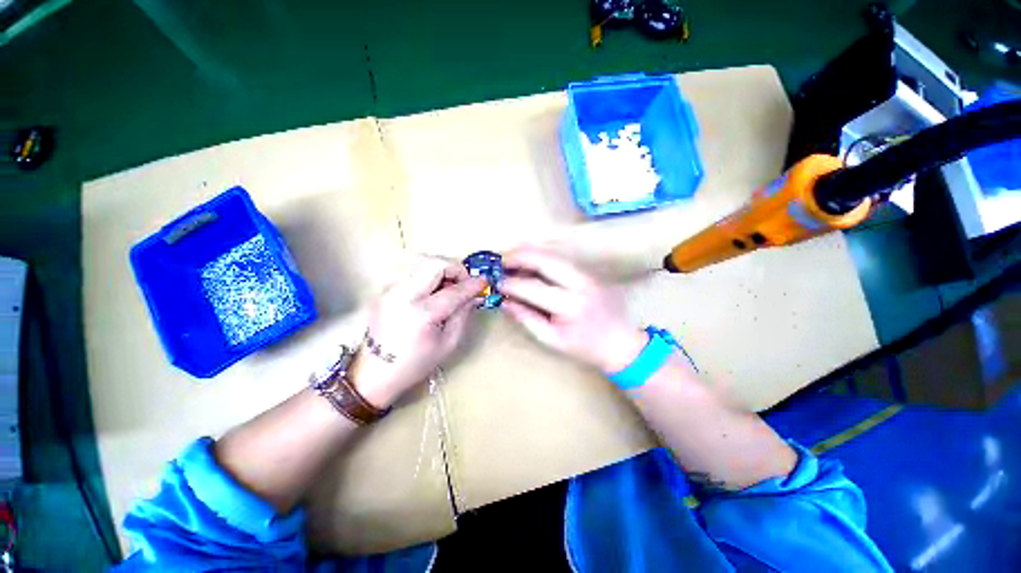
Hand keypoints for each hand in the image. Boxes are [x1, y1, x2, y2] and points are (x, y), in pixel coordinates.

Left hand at [351, 256, 484, 407]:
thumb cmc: (415, 364)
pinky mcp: (384, 291)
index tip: (484, 282)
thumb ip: (463, 314)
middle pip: (434, 263)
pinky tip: (432, 292)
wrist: (373, 374)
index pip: (453, 290)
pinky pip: (411, 272)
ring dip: (440, 269)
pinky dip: (427, 275)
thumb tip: (475, 294)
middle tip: (463, 282)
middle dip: (455, 268)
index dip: (472, 284)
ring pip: (420, 262)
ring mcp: (389, 290)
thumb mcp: (448, 343)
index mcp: (421, 314)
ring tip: (448, 287)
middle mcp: (402, 295)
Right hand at [501, 247, 646, 373]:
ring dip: (529, 254)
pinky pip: (559, 260)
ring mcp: (586, 274)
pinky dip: (541, 258)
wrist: (620, 343)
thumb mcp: (551, 340)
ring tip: (510, 259)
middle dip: (519, 256)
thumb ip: (526, 318)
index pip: (533, 287)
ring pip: (552, 255)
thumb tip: (504, 300)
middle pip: (545, 260)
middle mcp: (580, 283)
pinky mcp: (588, 272)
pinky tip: (529, 263)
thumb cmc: (585, 347)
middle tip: (500, 260)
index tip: (495, 282)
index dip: (511, 283)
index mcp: (570, 304)